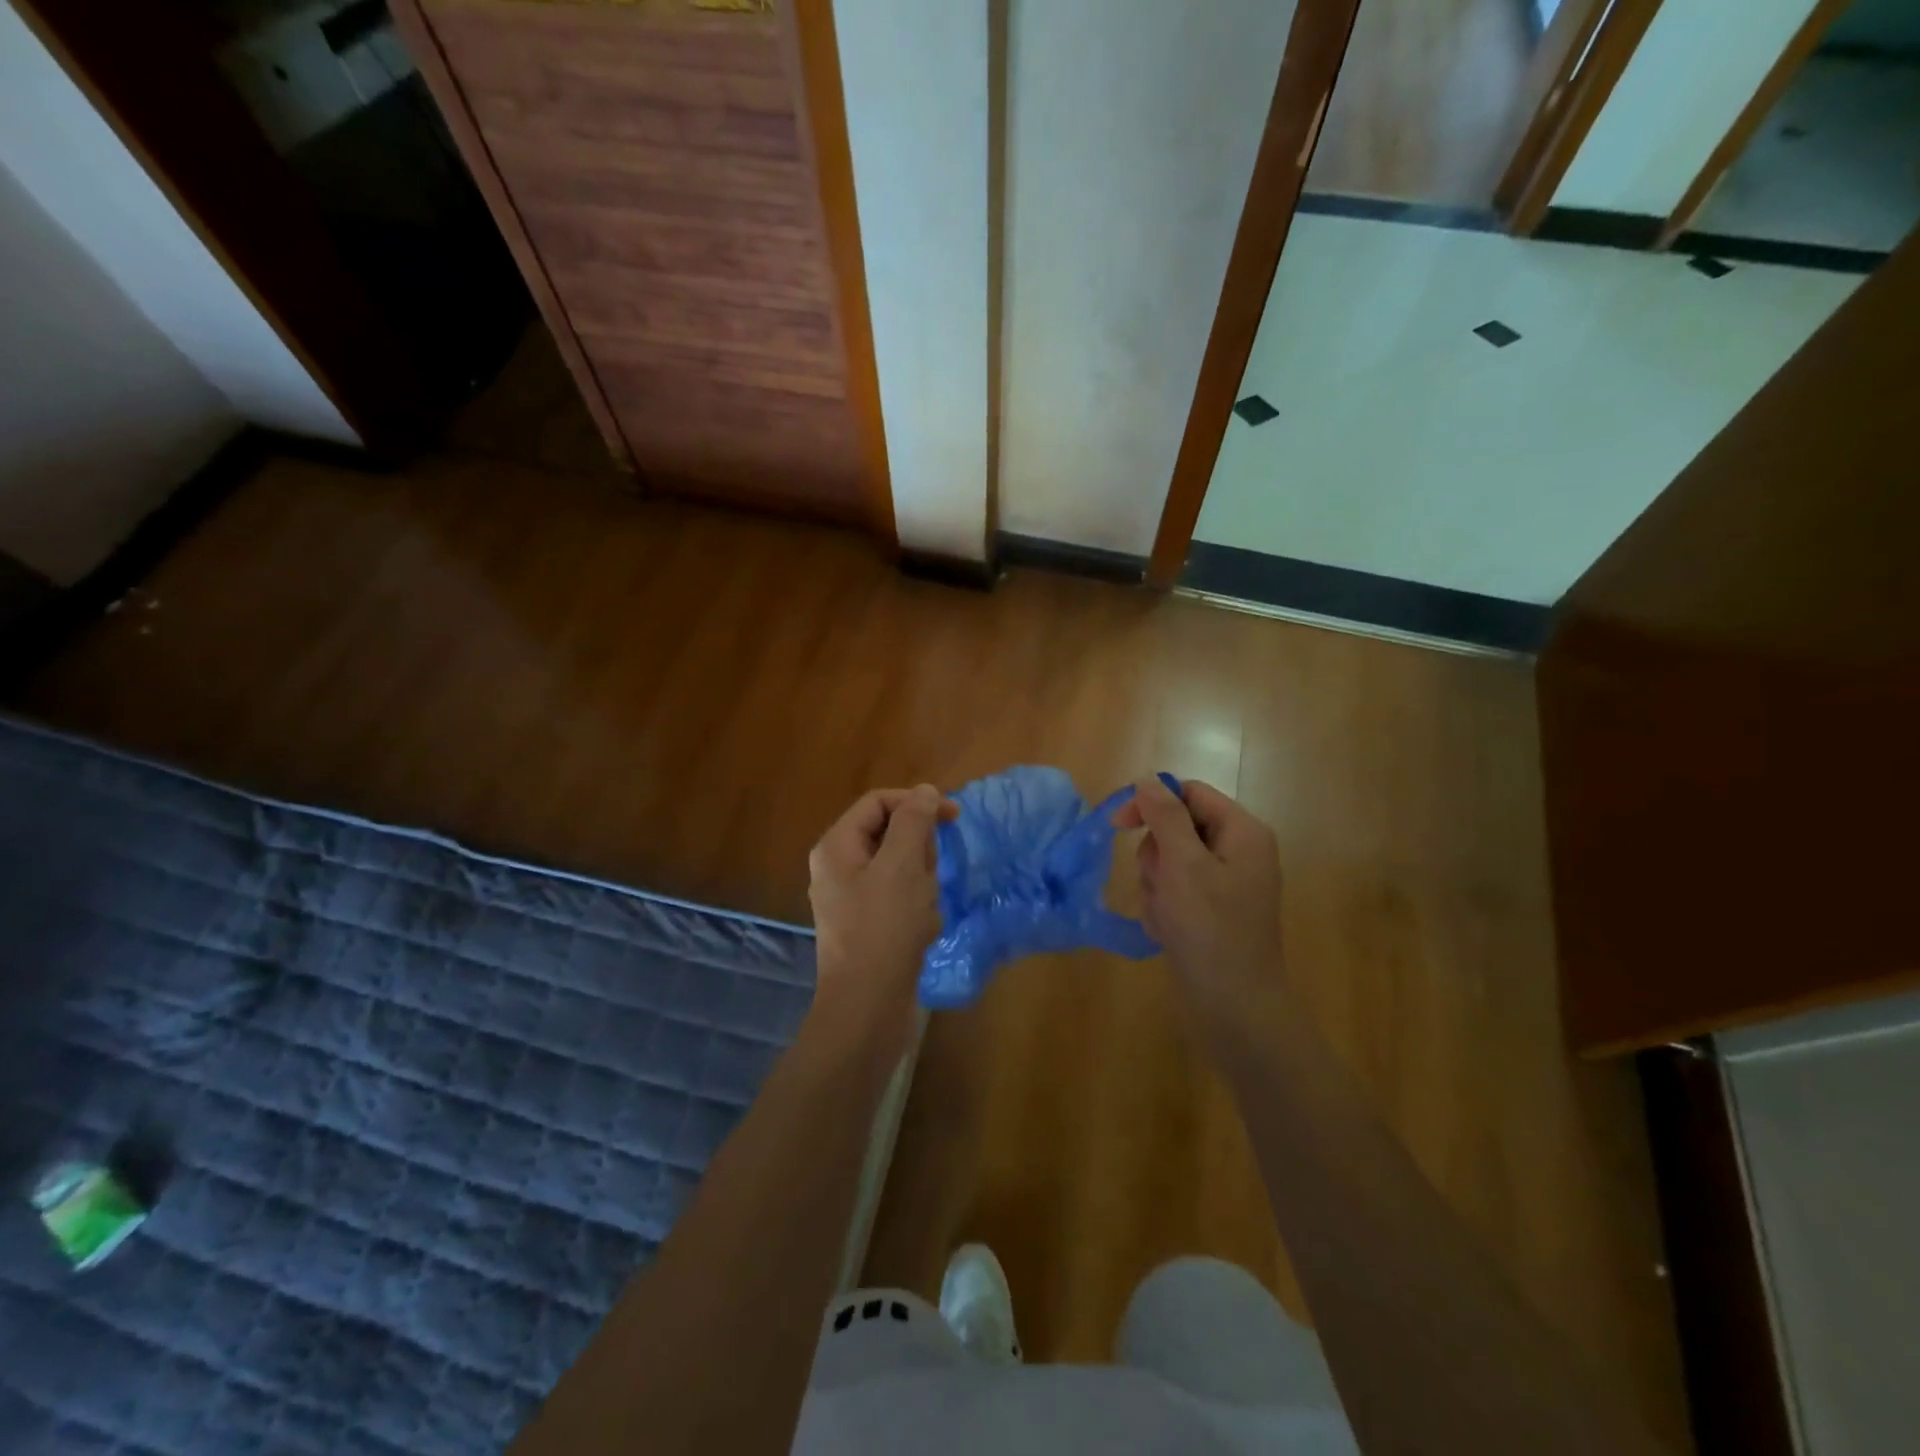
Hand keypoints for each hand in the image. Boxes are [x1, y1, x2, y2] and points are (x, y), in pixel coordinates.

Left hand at [806, 784, 952, 1059]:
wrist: (867, 1008)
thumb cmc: (884, 929)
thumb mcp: (902, 866)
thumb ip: (913, 822)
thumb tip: (923, 791)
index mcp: (837, 847)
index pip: (879, 802)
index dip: (916, 802)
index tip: (953, 817)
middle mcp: (839, 868)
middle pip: (891, 836)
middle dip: (919, 854)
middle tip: (925, 880)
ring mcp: (853, 900)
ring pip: (902, 870)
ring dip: (922, 886)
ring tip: (922, 914)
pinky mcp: (869, 927)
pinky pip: (901, 901)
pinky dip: (918, 912)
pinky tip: (921, 933)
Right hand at [1115, 776, 1287, 1037]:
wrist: (1235, 1007)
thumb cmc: (1210, 929)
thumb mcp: (1183, 865)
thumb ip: (1164, 816)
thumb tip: (1147, 779)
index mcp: (1242, 832)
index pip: (1189, 794)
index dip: (1151, 802)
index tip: (1116, 824)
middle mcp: (1237, 851)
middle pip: (1176, 828)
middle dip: (1156, 856)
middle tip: (1161, 884)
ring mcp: (1225, 883)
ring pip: (1169, 861)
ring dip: (1156, 885)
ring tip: (1166, 915)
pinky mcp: (1211, 910)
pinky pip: (1174, 891)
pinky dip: (1163, 907)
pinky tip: (1168, 931)